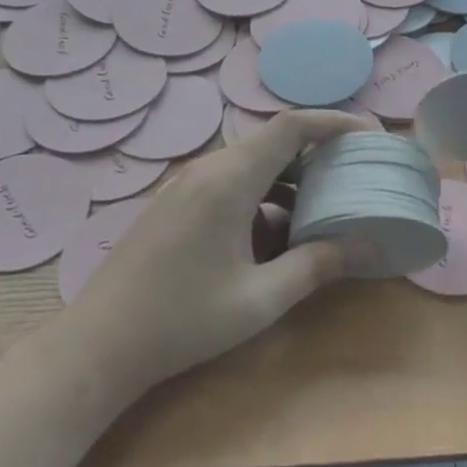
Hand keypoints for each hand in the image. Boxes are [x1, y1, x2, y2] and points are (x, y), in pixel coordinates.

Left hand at [68, 109, 377, 391]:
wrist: (98, 344)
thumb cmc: (183, 321)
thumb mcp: (260, 299)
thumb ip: (316, 265)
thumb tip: (368, 247)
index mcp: (229, 180)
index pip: (290, 126)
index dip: (333, 121)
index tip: (369, 134)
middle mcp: (206, 170)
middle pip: (271, 143)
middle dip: (317, 156)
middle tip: (353, 177)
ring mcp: (184, 186)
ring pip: (249, 165)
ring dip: (288, 181)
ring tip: (321, 211)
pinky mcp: (173, 205)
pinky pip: (228, 184)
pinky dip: (260, 198)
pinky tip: (273, 238)